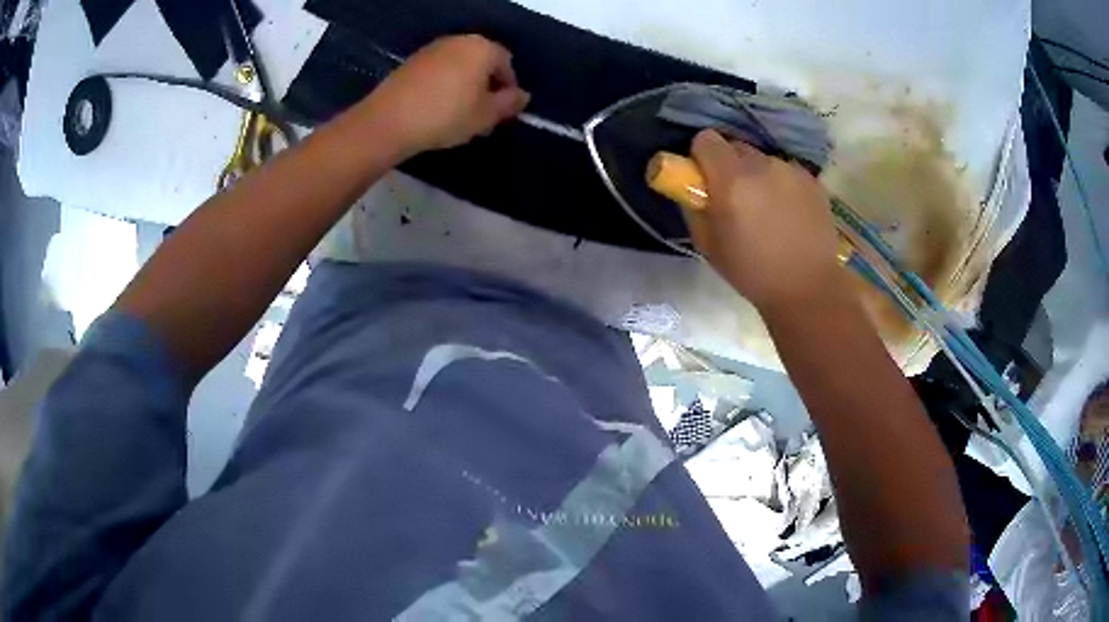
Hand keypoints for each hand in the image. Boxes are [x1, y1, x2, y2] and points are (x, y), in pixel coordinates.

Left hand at [366, 35, 530, 156]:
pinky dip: (444, 86)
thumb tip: (523, 96)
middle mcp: (458, 41)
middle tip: (482, 114)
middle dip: (486, 85)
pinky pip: (438, 72)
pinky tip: (437, 109)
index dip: (508, 88)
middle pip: (482, 62)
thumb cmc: (446, 115)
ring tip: (459, 114)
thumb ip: (509, 103)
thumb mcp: (486, 115)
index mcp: (482, 48)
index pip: (506, 63)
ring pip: (459, 67)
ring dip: (465, 86)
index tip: (502, 111)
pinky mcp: (411, 62)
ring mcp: (432, 49)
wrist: (389, 121)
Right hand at [689, 129, 843, 310]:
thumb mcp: (708, 245)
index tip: (705, 178)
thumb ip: (694, 207)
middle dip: (730, 165)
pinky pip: (786, 171)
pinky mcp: (812, 179)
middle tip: (736, 197)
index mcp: (731, 180)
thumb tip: (692, 187)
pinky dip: (782, 184)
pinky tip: (789, 213)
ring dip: (759, 176)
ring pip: (763, 160)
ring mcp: (790, 170)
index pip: (706, 139)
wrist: (808, 287)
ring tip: (768, 210)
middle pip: (736, 146)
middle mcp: (761, 165)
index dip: (702, 156)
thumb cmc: (752, 272)